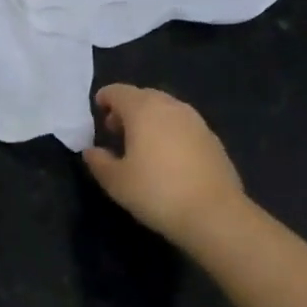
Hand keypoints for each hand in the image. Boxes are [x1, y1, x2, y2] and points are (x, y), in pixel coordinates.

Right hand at [83, 84, 250, 249]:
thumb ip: (98, 161)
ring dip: (149, 119)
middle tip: (116, 131)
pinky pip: (183, 125)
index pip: (118, 92)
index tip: (98, 112)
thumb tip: (92, 151)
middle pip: (143, 96)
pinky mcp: (212, 138)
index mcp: (143, 109)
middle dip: (127, 109)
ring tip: (141, 145)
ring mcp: (195, 121)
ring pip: (165, 109)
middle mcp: (170, 106)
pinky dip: (169, 132)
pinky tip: (168, 158)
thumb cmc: (157, 192)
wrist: (215, 214)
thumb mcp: (116, 181)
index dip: (105, 98)